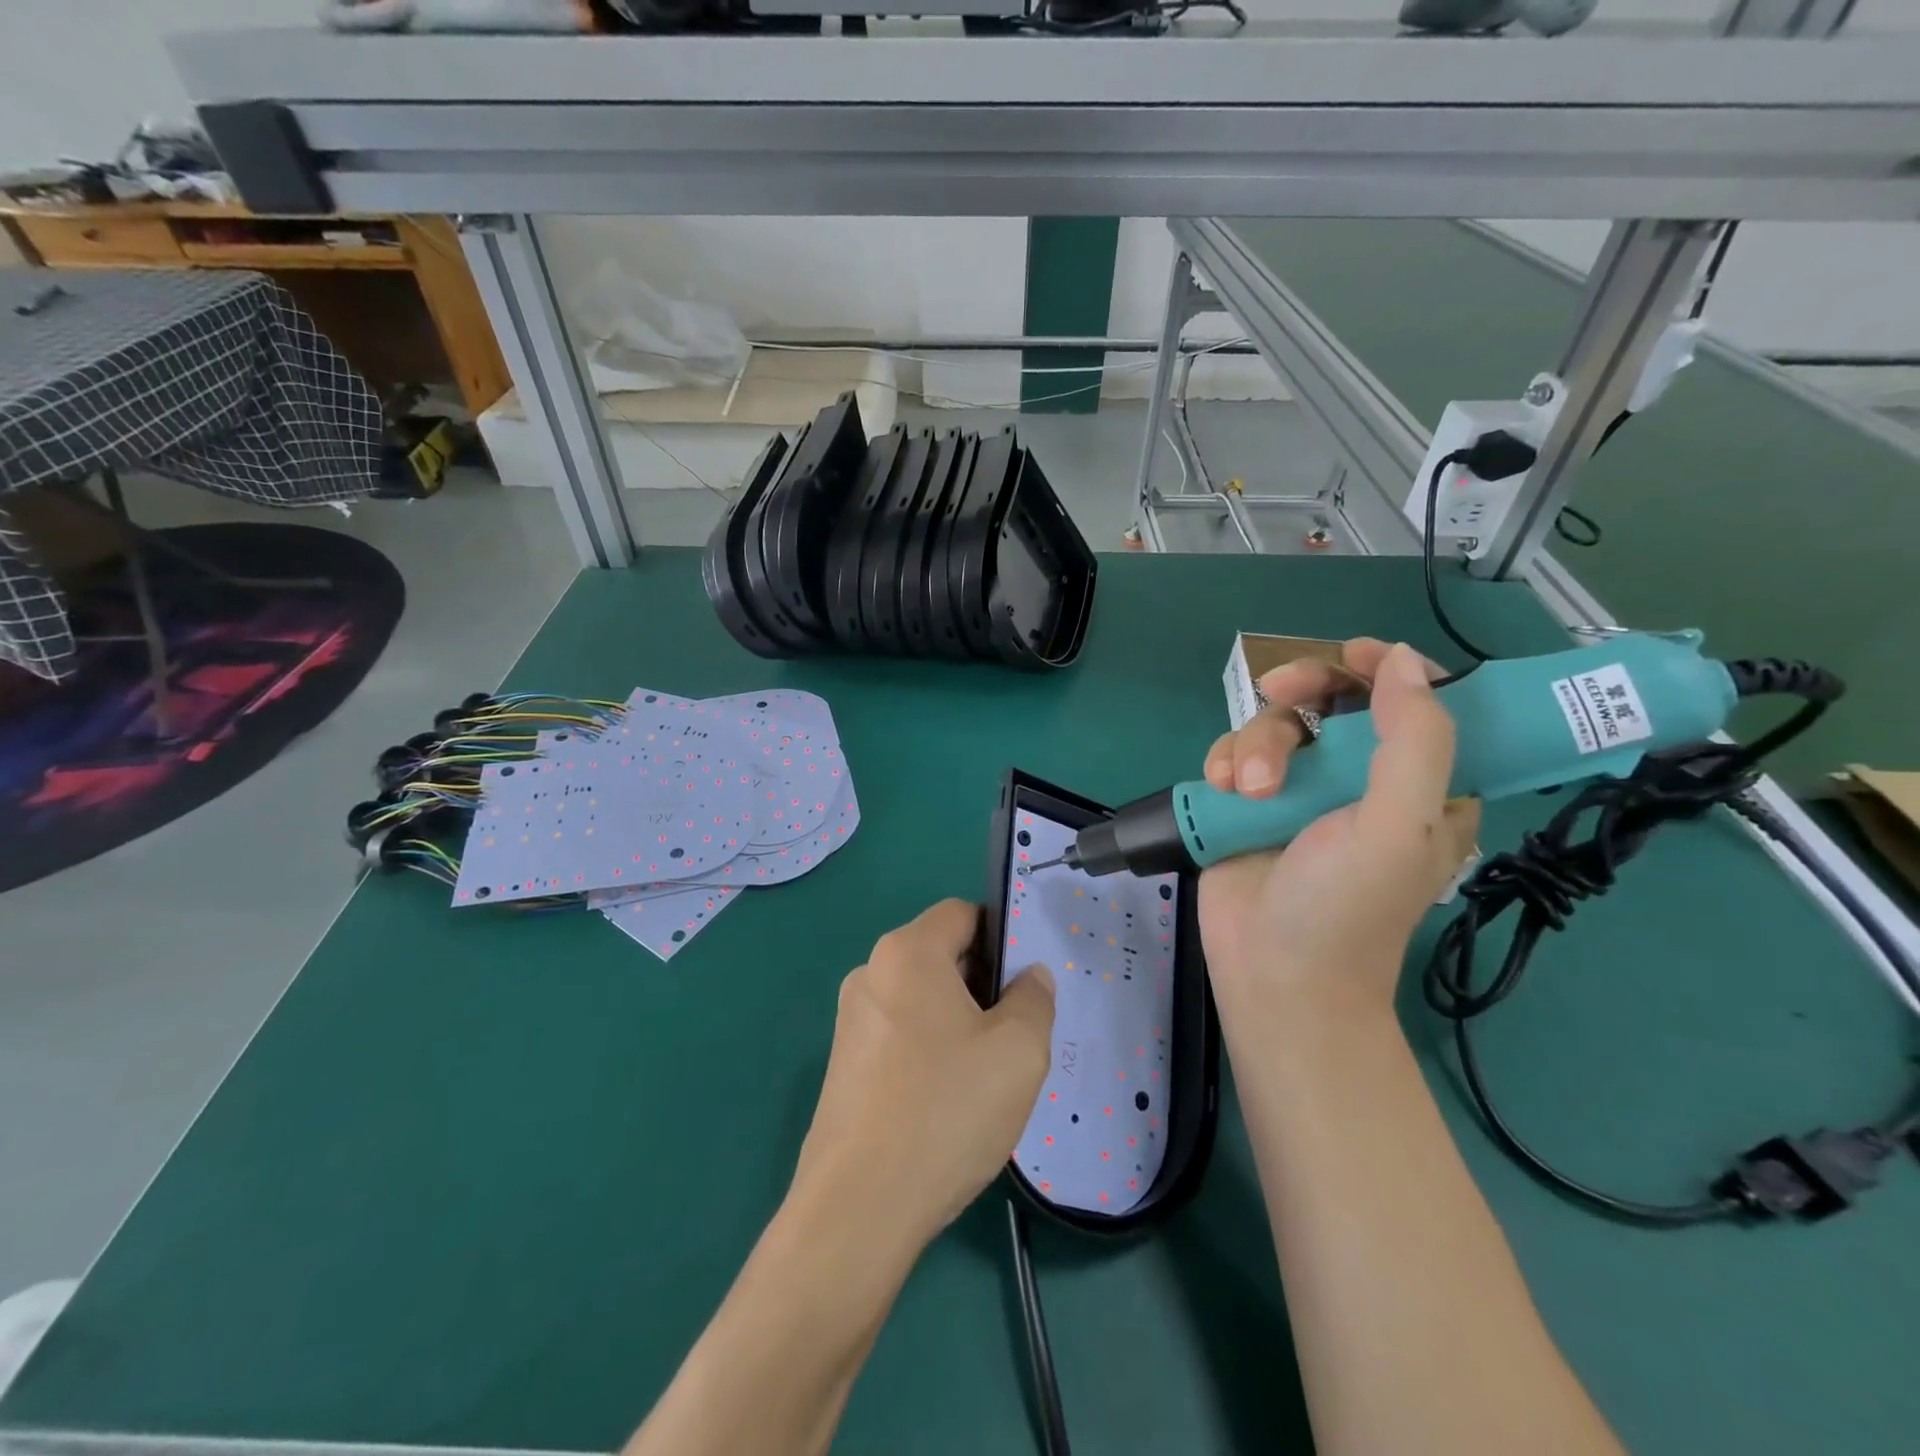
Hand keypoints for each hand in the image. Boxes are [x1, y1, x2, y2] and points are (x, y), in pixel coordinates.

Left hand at [790, 900, 1055, 1254]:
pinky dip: (931, 1050)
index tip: (1028, 983)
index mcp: (907, 953)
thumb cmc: (946, 1110)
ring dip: (961, 1021)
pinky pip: (901, 1035)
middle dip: (984, 984)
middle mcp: (871, 974)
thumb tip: (1030, 977)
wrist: (858, 1208)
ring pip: (923, 999)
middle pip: (941, 955)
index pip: (962, 914)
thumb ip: (1034, 998)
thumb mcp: (1018, 1050)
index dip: (1002, 937)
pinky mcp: (844, 1064)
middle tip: (1017, 1034)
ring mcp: (851, 1021)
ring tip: (988, 1074)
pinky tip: (951, 1102)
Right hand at [1198, 640, 1478, 1026]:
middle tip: (1279, 689)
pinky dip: (1224, 762)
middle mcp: (1358, 780)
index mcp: (1419, 785)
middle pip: (1332, 699)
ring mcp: (1298, 792)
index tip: (1355, 656)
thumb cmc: (1348, 907)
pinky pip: (1234, 753)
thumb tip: (1403, 659)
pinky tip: (1222, 789)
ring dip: (1256, 744)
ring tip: (1249, 792)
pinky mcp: (1248, 805)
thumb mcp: (1399, 825)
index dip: (1390, 670)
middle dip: (1304, 691)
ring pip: (1274, 724)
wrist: (1274, 974)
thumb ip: (1413, 739)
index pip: (1417, 703)